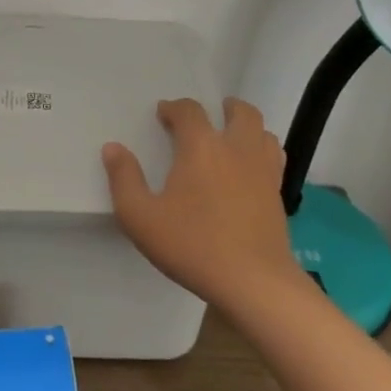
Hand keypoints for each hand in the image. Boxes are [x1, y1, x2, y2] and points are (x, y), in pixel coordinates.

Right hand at [102, 98, 296, 310]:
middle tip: (208, 117)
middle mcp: (236, 149)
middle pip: (240, 112)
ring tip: (231, 137)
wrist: (253, 282)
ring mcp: (262, 171)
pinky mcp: (277, 195)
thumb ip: (124, 179)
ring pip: (262, 131)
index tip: (163, 114)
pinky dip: (262, 151)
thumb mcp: (140, 217)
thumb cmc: (192, 245)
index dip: (174, 108)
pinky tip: (250, 168)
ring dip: (246, 127)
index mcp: (201, 147)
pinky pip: (273, 158)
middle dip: (223, 108)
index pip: (189, 111)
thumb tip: (113, 148)